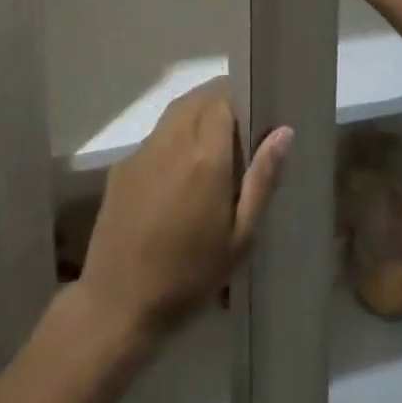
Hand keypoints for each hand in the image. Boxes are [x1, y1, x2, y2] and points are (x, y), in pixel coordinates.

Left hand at [77, 79, 290, 343]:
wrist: (118, 303)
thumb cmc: (189, 276)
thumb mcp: (240, 237)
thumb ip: (262, 180)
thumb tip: (283, 132)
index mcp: (204, 156)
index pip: (222, 99)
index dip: (240, 99)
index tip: (254, 115)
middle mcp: (171, 142)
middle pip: (197, 99)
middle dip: (219, 103)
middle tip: (239, 130)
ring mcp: (142, 152)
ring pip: (174, 113)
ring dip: (196, 115)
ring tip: (214, 147)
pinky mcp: (122, 168)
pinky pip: (155, 137)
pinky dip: (173, 138)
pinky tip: (180, 173)